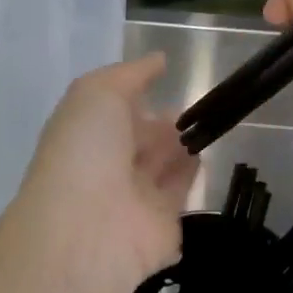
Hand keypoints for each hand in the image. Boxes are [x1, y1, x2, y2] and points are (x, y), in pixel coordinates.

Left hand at [9, 54, 198, 292]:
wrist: (87, 232)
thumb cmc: (86, 152)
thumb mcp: (98, 93)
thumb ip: (131, 74)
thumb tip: (158, 60)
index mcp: (85, 133)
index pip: (112, 110)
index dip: (135, 93)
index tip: (165, 77)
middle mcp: (106, 165)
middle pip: (138, 139)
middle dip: (160, 121)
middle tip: (195, 103)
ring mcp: (132, 199)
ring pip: (160, 165)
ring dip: (179, 145)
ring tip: (208, 122)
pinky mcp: (160, 229)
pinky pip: (178, 195)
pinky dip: (190, 175)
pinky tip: (206, 154)